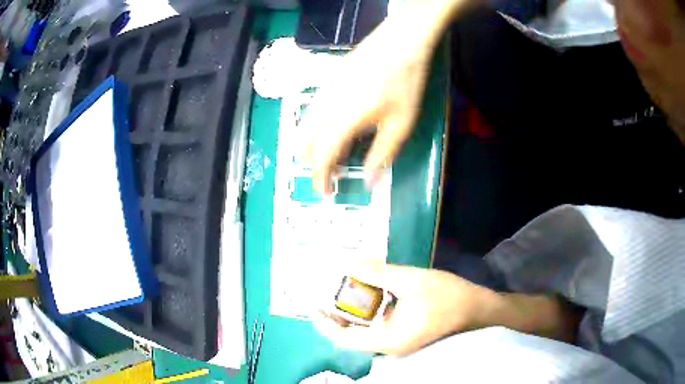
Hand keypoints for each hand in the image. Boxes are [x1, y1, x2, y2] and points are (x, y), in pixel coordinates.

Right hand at [301, 10, 443, 193]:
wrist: (400, 41)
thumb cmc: (404, 83)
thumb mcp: (401, 124)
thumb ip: (382, 155)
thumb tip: (368, 182)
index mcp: (343, 120)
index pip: (322, 156)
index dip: (320, 178)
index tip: (325, 193)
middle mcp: (326, 107)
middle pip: (304, 143)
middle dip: (312, 164)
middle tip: (329, 175)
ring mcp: (324, 91)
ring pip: (305, 127)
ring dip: (311, 147)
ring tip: (331, 155)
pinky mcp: (328, 81)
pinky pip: (312, 112)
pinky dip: (316, 129)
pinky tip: (333, 129)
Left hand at [313, 263, 497, 355]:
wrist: (479, 310)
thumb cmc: (448, 297)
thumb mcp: (411, 281)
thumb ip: (379, 272)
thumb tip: (350, 262)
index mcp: (387, 339)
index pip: (344, 339)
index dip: (325, 324)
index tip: (313, 304)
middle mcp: (389, 346)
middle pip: (352, 336)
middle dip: (336, 316)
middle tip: (326, 292)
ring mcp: (398, 342)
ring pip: (365, 331)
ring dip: (353, 313)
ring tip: (343, 290)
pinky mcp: (407, 334)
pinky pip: (379, 327)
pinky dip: (369, 313)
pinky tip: (370, 294)